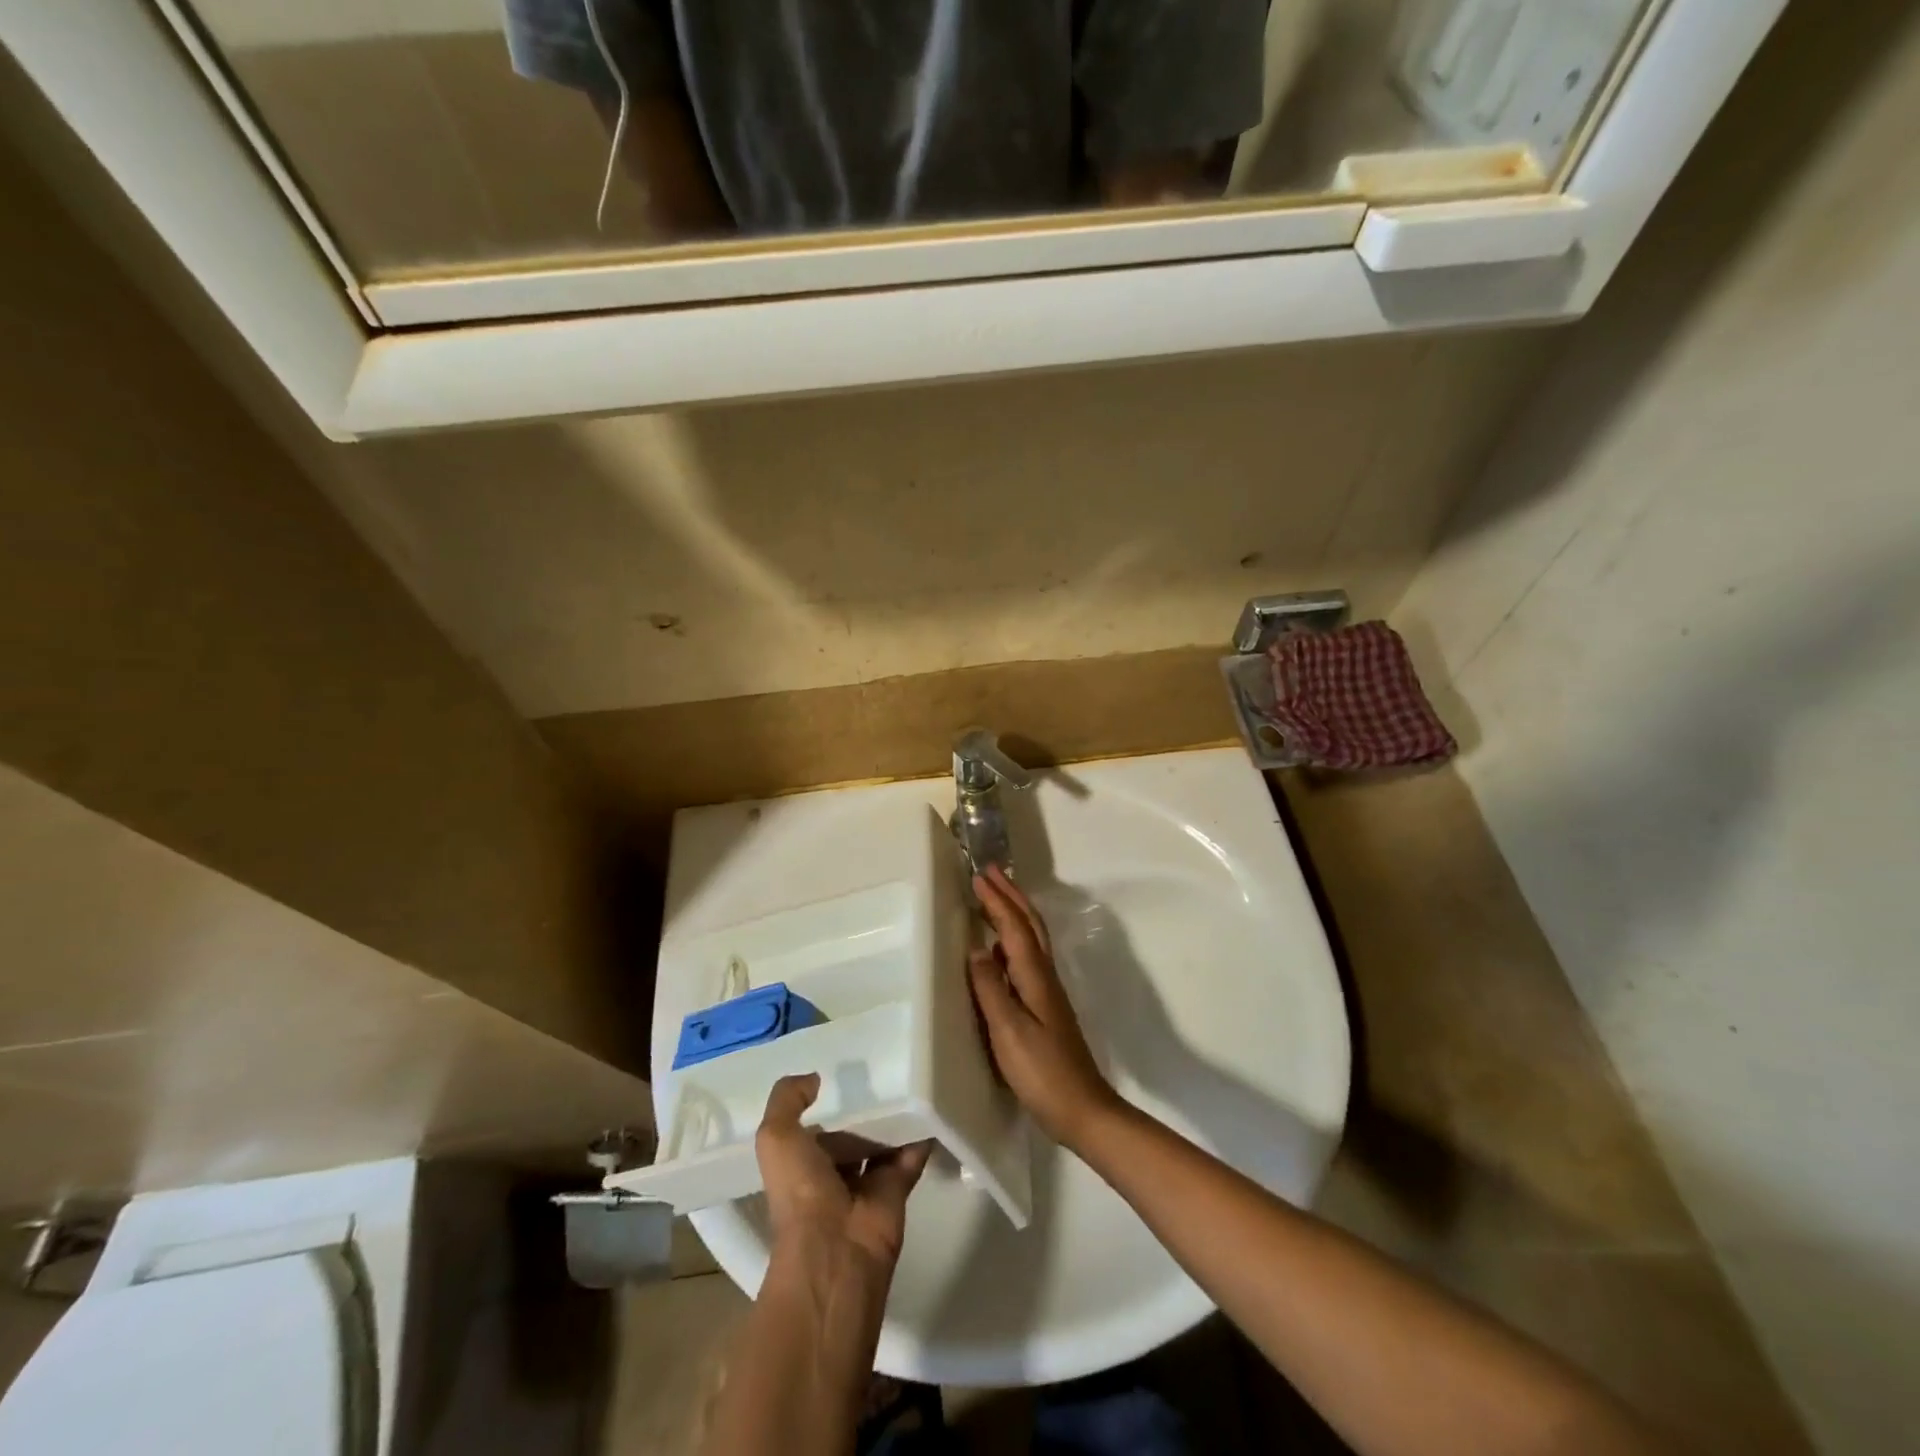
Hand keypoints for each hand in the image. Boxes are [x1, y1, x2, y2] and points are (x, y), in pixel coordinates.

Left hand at [754, 1073, 930, 1274]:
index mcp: (803, 1164)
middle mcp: (834, 1173)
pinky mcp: (898, 1189)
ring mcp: (868, 1183)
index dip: (828, 1102)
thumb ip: (787, 1100)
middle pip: (854, 1133)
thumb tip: (815, 1079)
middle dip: (867, 1107)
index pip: (818, 1127)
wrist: (836, 1249)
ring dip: (895, 1117)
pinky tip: (930, 1103)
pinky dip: (922, 1134)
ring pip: (884, 1141)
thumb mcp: (775, 1138)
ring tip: (911, 1076)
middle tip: (887, 1068)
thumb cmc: (800, 1190)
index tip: (847, 1071)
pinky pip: (912, 1155)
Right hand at [967, 864, 1122, 1149]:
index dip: (997, 900)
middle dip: (1010, 895)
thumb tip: (974, 947)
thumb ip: (991, 989)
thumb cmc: (1042, 1073)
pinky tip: (999, 949)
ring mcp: (1047, 992)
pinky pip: (1027, 958)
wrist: (1083, 1110)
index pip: (1015, 928)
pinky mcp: (1045, 1007)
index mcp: (1035, 977)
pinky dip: (1013, 939)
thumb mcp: (1009, 1032)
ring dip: (1013, 913)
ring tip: (992, 899)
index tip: (978, 875)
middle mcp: (1044, 976)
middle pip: (1030, 925)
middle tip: (989, 873)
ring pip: (1031, 939)